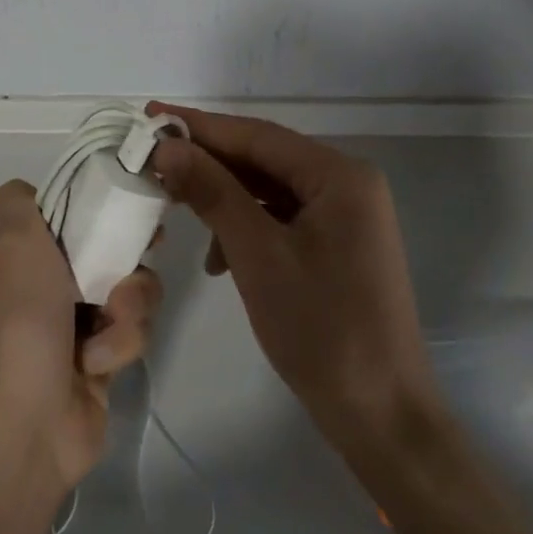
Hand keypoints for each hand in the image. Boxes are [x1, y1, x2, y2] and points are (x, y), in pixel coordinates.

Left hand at [0, 180, 161, 490]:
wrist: (25, 421)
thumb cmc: (19, 317)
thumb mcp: (10, 240)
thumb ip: (19, 201)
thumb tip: (33, 193)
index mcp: (17, 250)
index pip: (64, 208)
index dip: (93, 201)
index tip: (121, 199)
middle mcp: (44, 280)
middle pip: (106, 243)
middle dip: (127, 251)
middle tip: (147, 249)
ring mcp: (73, 320)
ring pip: (129, 285)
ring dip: (128, 302)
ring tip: (108, 323)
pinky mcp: (101, 356)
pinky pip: (133, 328)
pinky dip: (120, 341)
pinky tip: (98, 362)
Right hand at [148, 103, 438, 453]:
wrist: (382, 417)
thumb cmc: (321, 329)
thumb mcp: (257, 255)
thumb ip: (212, 192)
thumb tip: (167, 147)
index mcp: (340, 175)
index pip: (258, 135)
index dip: (201, 126)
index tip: (150, 116)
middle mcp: (348, 184)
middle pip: (265, 159)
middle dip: (209, 162)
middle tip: (153, 160)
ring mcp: (346, 216)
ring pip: (270, 189)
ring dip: (224, 198)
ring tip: (177, 207)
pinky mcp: (338, 246)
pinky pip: (282, 218)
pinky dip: (247, 228)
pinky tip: (219, 257)